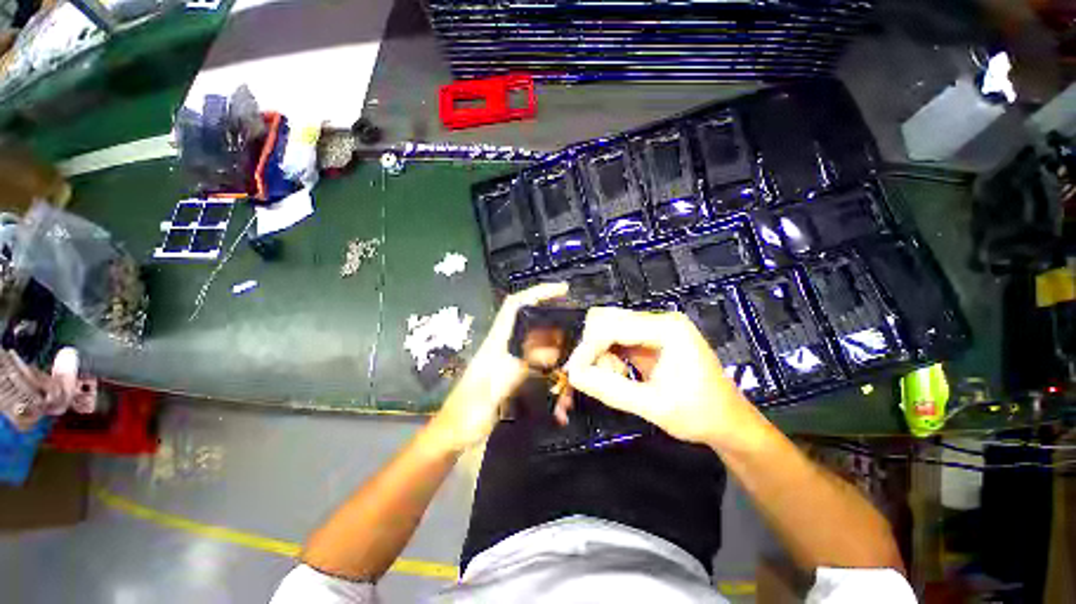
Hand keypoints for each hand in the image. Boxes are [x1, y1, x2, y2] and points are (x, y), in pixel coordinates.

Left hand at [428, 282, 568, 452]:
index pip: (516, 306)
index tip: (563, 290)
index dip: (538, 292)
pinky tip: (561, 384)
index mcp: (496, 342)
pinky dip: (551, 369)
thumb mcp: (492, 389)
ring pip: (538, 344)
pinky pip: (538, 365)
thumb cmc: (467, 413)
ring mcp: (510, 361)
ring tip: (574, 359)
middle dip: (556, 321)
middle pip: (532, 322)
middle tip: (580, 330)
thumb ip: (517, 367)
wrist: (453, 434)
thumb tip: (548, 351)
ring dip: (557, 349)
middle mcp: (504, 346)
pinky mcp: (513, 376)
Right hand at [564, 307, 764, 450]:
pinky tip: (619, 373)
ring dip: (601, 352)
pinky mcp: (650, 339)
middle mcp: (659, 320)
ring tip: (614, 378)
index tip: (573, 372)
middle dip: (594, 348)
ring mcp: (655, 328)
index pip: (612, 326)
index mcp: (666, 328)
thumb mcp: (653, 405)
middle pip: (607, 320)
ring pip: (608, 328)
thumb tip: (574, 376)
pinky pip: (617, 339)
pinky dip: (609, 355)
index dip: (588, 348)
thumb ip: (610, 390)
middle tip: (595, 376)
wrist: (728, 423)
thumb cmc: (698, 414)